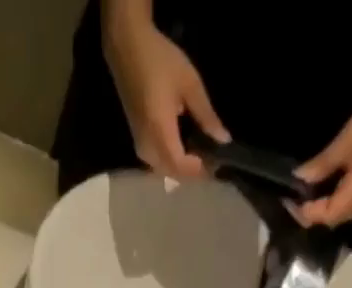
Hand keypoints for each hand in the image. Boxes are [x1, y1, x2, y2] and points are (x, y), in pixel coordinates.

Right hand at [102, 16, 228, 179]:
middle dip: (191, 172)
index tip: (217, 166)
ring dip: (181, 168)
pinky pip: (157, 163)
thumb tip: (223, 140)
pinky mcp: (138, 143)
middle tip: (212, 162)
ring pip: (164, 170)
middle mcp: (148, 147)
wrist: (127, 50)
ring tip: (200, 156)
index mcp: (161, 132)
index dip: (199, 171)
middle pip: (172, 173)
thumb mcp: (190, 84)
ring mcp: (140, 147)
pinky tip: (184, 150)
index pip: (181, 166)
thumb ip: (206, 115)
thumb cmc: (160, 61)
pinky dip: (172, 162)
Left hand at [293, 88, 351, 227]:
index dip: (300, 211)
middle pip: (326, 220)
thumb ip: (324, 162)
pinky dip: (329, 198)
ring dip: (317, 205)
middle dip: (306, 211)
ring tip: (302, 190)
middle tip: (290, 194)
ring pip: (334, 213)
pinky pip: (343, 203)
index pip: (319, 217)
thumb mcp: (351, 138)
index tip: (286, 196)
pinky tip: (321, 184)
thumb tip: (300, 178)